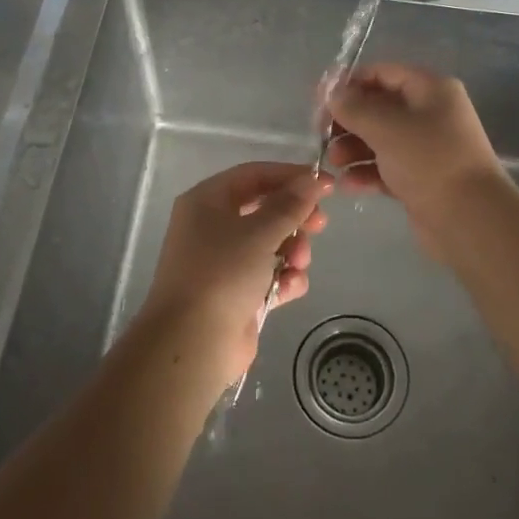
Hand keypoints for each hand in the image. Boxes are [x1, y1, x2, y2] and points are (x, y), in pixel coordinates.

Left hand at [136, 161, 330, 388]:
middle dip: (294, 218)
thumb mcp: (260, 232)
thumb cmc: (222, 273)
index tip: (326, 183)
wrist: (193, 342)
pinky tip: (288, 288)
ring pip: (271, 243)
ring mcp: (223, 262)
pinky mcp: (236, 293)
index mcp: (207, 201)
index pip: (254, 175)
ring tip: (298, 264)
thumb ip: (290, 204)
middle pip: (264, 209)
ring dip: (293, 251)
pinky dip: (283, 279)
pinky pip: (268, 275)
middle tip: (320, 225)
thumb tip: (313, 179)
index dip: (290, 176)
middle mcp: (212, 226)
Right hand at [325, 63, 507, 257]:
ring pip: (380, 139)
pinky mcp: (421, 179)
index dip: (350, 83)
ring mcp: (427, 148)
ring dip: (353, 148)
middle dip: (349, 120)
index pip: (383, 74)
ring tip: (334, 162)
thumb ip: (354, 107)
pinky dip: (366, 173)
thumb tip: (333, 93)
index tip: (320, 100)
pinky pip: (386, 168)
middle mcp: (431, 114)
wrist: (469, 219)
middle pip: (379, 107)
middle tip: (322, 135)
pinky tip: (348, 185)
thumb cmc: (429, 161)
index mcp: (431, 90)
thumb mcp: (387, 127)